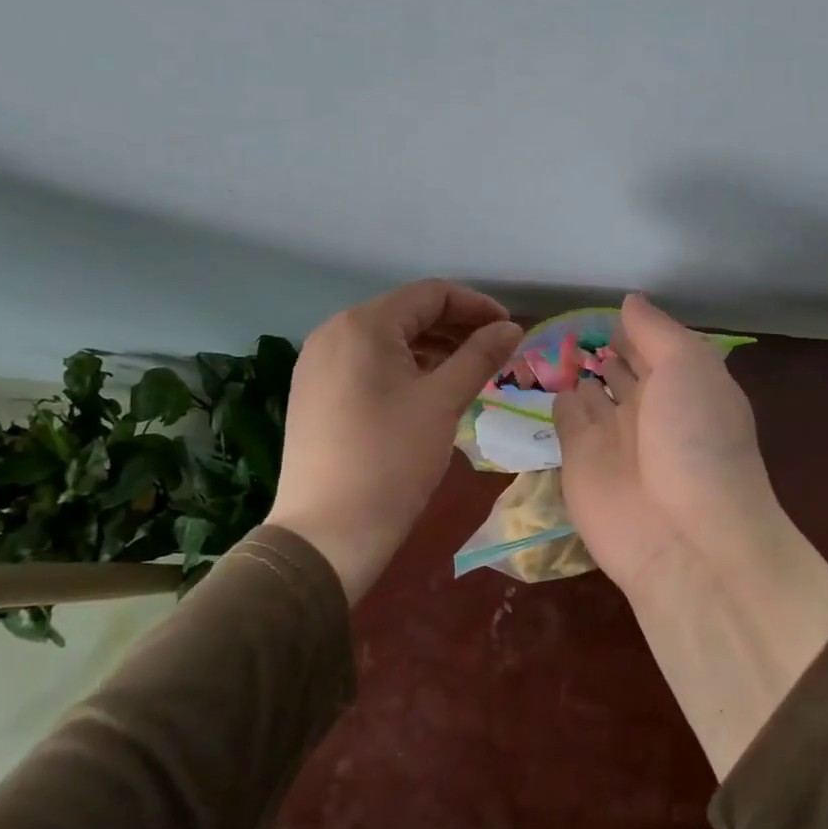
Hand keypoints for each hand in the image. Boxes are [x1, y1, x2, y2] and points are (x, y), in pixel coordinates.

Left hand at [266, 280, 521, 601]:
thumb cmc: (391, 459)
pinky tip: (431, 391)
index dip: (476, 306)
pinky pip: (368, 364)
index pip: (430, 294)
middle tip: (495, 353)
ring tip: (470, 372)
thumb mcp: (444, 401)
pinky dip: (405, 369)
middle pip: (407, 314)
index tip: (510, 330)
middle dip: (456, 327)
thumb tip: (512, 328)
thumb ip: (481, 355)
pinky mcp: (315, 393)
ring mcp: (318, 364)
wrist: (327, 534)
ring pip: (388, 341)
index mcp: (363, 325)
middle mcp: (334, 333)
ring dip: (433, 349)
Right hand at [556, 295, 827, 777]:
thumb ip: (656, 331)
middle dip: (606, 347)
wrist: (682, 536)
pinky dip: (557, 396)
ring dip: (578, 369)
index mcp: (685, 385)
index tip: (609, 305)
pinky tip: (541, 373)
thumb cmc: (695, 440)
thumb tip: (629, 301)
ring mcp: (613, 435)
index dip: (636, 328)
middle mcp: (650, 407)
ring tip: (550, 338)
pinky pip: (565, 416)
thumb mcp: (689, 367)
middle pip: (624, 369)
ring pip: (592, 390)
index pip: (657, 347)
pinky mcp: (578, 459)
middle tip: (572, 319)